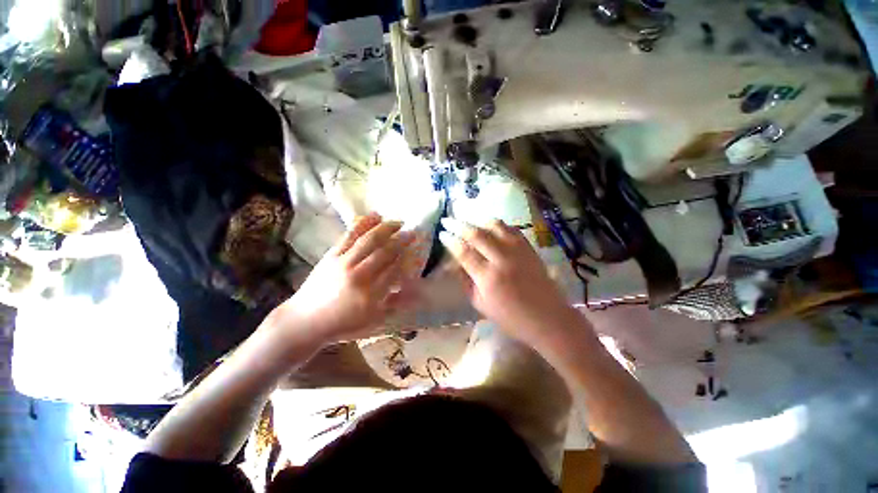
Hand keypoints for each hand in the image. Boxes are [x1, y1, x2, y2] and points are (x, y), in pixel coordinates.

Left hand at [272, 213, 418, 345]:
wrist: (304, 322)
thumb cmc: (342, 324)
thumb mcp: (373, 321)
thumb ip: (394, 304)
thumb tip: (415, 291)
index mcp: (371, 294)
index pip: (395, 270)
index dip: (408, 258)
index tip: (417, 249)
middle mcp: (359, 275)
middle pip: (385, 252)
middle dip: (401, 240)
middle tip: (413, 231)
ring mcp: (344, 262)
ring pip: (369, 240)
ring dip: (386, 229)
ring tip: (398, 222)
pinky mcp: (332, 255)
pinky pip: (350, 235)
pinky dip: (363, 223)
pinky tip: (374, 216)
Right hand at [439, 217, 581, 346]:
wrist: (547, 317)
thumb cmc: (510, 317)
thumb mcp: (480, 304)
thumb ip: (465, 281)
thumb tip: (454, 263)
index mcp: (488, 277)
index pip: (464, 252)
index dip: (450, 240)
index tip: (442, 233)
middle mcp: (502, 259)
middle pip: (477, 234)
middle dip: (459, 224)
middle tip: (448, 219)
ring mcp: (518, 251)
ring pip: (495, 226)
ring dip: (478, 219)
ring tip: (467, 218)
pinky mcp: (529, 248)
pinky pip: (511, 229)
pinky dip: (498, 224)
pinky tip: (490, 224)